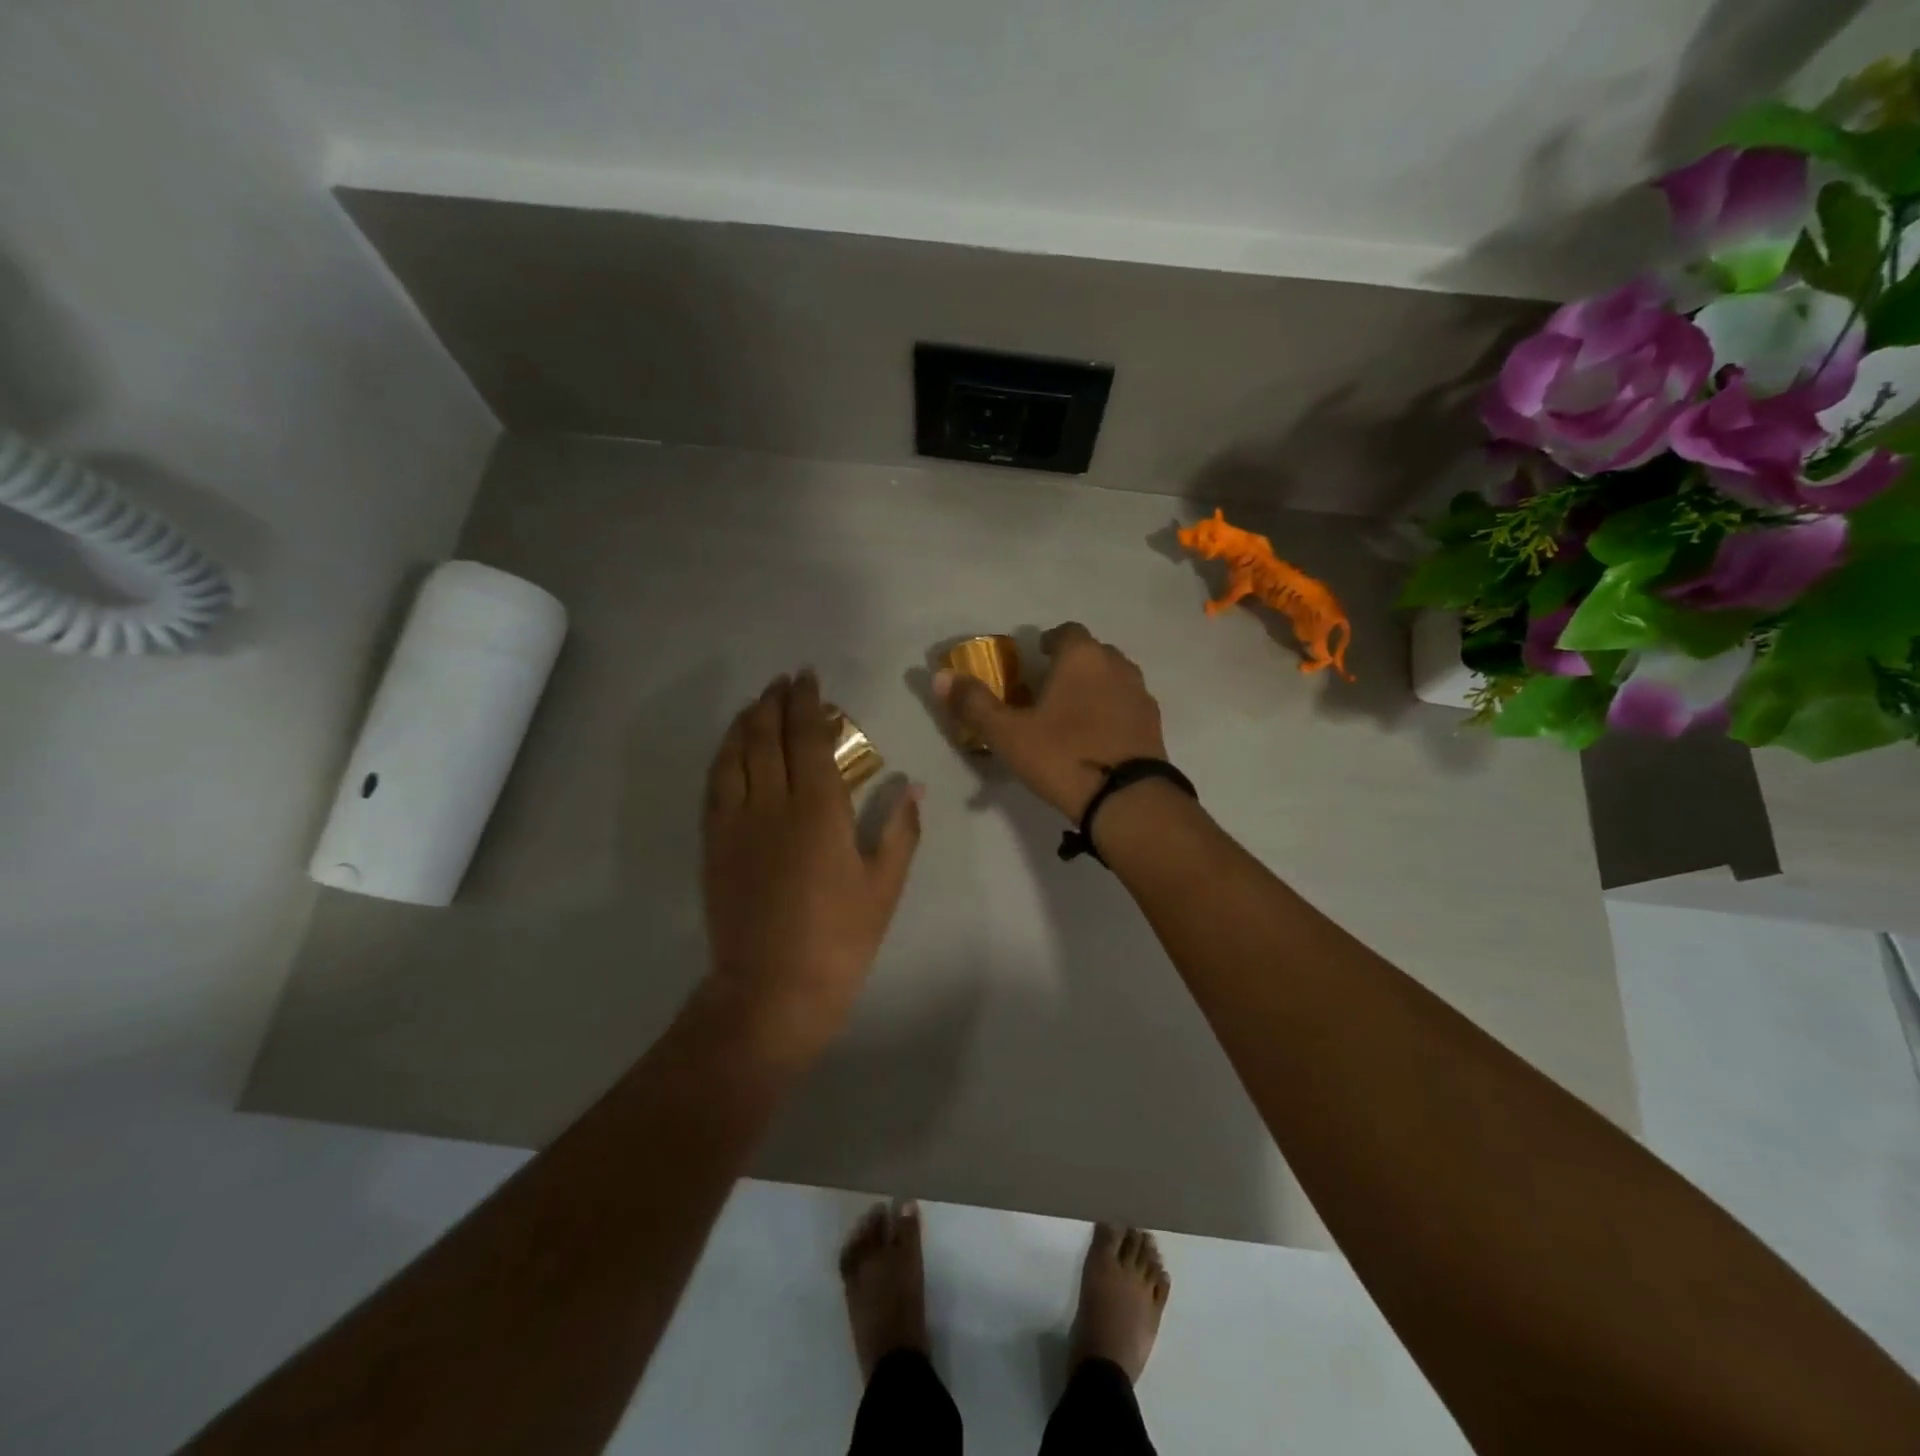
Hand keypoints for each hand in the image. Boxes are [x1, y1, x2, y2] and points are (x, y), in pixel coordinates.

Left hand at [702, 670, 921, 1054]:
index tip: (809, 678)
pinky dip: (723, 757)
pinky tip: (731, 750)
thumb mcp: (884, 886)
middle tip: (783, 681)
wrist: (772, 989)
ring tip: (756, 704)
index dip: (807, 703)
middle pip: (766, 737)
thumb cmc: (839, 938)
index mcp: (818, 810)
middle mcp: (771, 804)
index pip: (807, 738)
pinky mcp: (714, 845)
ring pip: (734, 755)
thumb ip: (901, 830)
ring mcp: (736, 823)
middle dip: (774, 702)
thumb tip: (914, 786)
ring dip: (745, 723)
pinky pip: (715, 785)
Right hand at [934, 623, 1166, 819]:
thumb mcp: (1008, 733)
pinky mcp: (1154, 724)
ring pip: (1113, 678)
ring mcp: (1140, 694)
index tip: (1034, 660)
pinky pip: (1127, 706)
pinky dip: (1111, 712)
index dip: (1048, 642)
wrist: (1127, 799)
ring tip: (1072, 715)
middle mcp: (1116, 665)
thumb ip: (974, 703)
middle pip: (1092, 653)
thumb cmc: (1063, 756)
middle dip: (1070, 665)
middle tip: (1047, 691)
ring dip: (1094, 688)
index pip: (1066, 632)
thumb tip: (940, 676)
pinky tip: (1096, 738)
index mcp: (1082, 657)